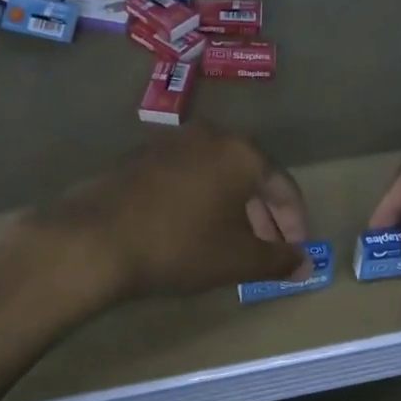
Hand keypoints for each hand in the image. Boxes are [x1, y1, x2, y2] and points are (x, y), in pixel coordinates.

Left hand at [35, 123, 311, 298]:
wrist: (96, 239)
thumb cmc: (180, 245)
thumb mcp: (237, 260)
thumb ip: (278, 260)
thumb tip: (304, 264)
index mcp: (241, 152)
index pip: (283, 185)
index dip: (295, 222)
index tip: (296, 252)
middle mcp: (210, 135)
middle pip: (250, 175)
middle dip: (263, 216)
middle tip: (266, 250)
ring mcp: (172, 142)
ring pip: (216, 174)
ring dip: (231, 207)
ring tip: (231, 243)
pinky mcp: (141, 155)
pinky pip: (186, 175)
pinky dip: (200, 199)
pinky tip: (191, 229)